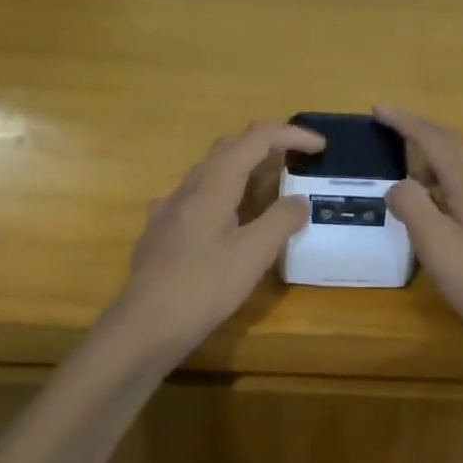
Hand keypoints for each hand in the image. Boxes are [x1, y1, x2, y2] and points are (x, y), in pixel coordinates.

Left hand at [107, 122, 325, 357]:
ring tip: (268, 189)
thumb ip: (280, 221)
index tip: (320, 147)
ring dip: (243, 169)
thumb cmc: (203, 287)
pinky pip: (195, 196)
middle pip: (230, 147)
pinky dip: (220, 194)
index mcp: (215, 183)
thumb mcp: (253, 255)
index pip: (257, 138)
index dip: (291, 135)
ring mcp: (169, 207)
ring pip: (210, 171)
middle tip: (296, 162)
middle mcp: (189, 186)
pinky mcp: (159, 230)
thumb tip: (299, 201)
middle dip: (267, 145)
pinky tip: (224, 220)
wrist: (143, 326)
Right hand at [377, 106, 462, 351]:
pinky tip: (434, 202)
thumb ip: (412, 205)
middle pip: (453, 145)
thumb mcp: (435, 244)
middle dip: (421, 130)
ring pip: (462, 166)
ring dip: (432, 155)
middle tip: (389, 125)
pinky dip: (443, 181)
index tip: (378, 110)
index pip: (434, 140)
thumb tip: (398, 185)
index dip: (405, 122)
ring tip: (404, 165)